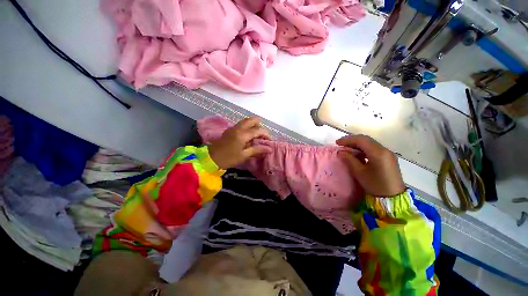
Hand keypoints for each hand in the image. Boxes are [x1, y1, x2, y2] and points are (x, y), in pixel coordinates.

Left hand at [208, 117, 271, 168]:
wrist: (211, 158)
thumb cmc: (229, 158)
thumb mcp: (244, 155)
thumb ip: (257, 150)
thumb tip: (269, 149)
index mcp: (243, 134)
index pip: (258, 130)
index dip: (266, 134)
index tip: (269, 141)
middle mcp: (238, 128)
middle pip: (251, 120)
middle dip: (259, 125)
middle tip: (263, 134)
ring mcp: (233, 127)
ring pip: (246, 121)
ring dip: (253, 125)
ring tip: (256, 134)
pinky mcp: (230, 130)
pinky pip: (241, 124)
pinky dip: (247, 126)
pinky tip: (248, 135)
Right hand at [336, 135, 404, 196]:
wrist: (393, 197)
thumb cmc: (375, 185)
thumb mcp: (359, 172)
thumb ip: (349, 159)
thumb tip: (341, 152)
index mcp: (378, 153)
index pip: (361, 140)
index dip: (348, 140)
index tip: (337, 142)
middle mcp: (384, 150)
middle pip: (366, 140)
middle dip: (352, 140)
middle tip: (341, 144)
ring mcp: (388, 153)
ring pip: (370, 143)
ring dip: (358, 144)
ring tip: (347, 149)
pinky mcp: (389, 158)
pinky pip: (374, 149)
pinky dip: (364, 149)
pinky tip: (358, 154)